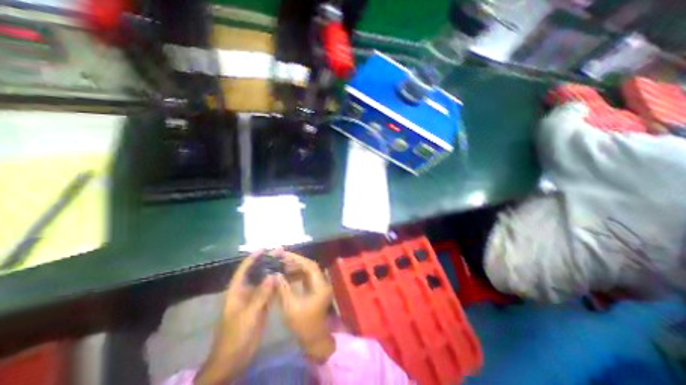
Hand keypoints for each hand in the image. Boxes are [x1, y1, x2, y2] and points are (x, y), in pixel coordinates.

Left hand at [192, 251, 275, 383]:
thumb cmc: (236, 334)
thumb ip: (261, 294)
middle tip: (280, 252)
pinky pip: (269, 291)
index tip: (264, 248)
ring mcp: (253, 299)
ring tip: (285, 261)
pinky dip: (276, 284)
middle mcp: (245, 291)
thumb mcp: (248, 313)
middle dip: (267, 262)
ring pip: (264, 281)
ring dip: (273, 272)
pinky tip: (285, 277)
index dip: (253, 258)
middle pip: (257, 272)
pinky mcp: (260, 306)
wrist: (234, 358)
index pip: (244, 269)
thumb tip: (272, 274)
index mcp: (236, 291)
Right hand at [275, 252, 335, 363]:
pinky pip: (306, 277)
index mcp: (320, 285)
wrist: (314, 339)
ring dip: (296, 267)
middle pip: (309, 266)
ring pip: (308, 271)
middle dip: (295, 261)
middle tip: (281, 258)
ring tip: (282, 264)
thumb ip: (283, 289)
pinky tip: (287, 274)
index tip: (285, 254)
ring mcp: (319, 285)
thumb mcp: (290, 307)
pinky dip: (297, 274)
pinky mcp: (315, 289)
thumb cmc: (303, 325)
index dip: (297, 259)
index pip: (310, 266)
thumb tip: (275, 274)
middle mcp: (322, 282)